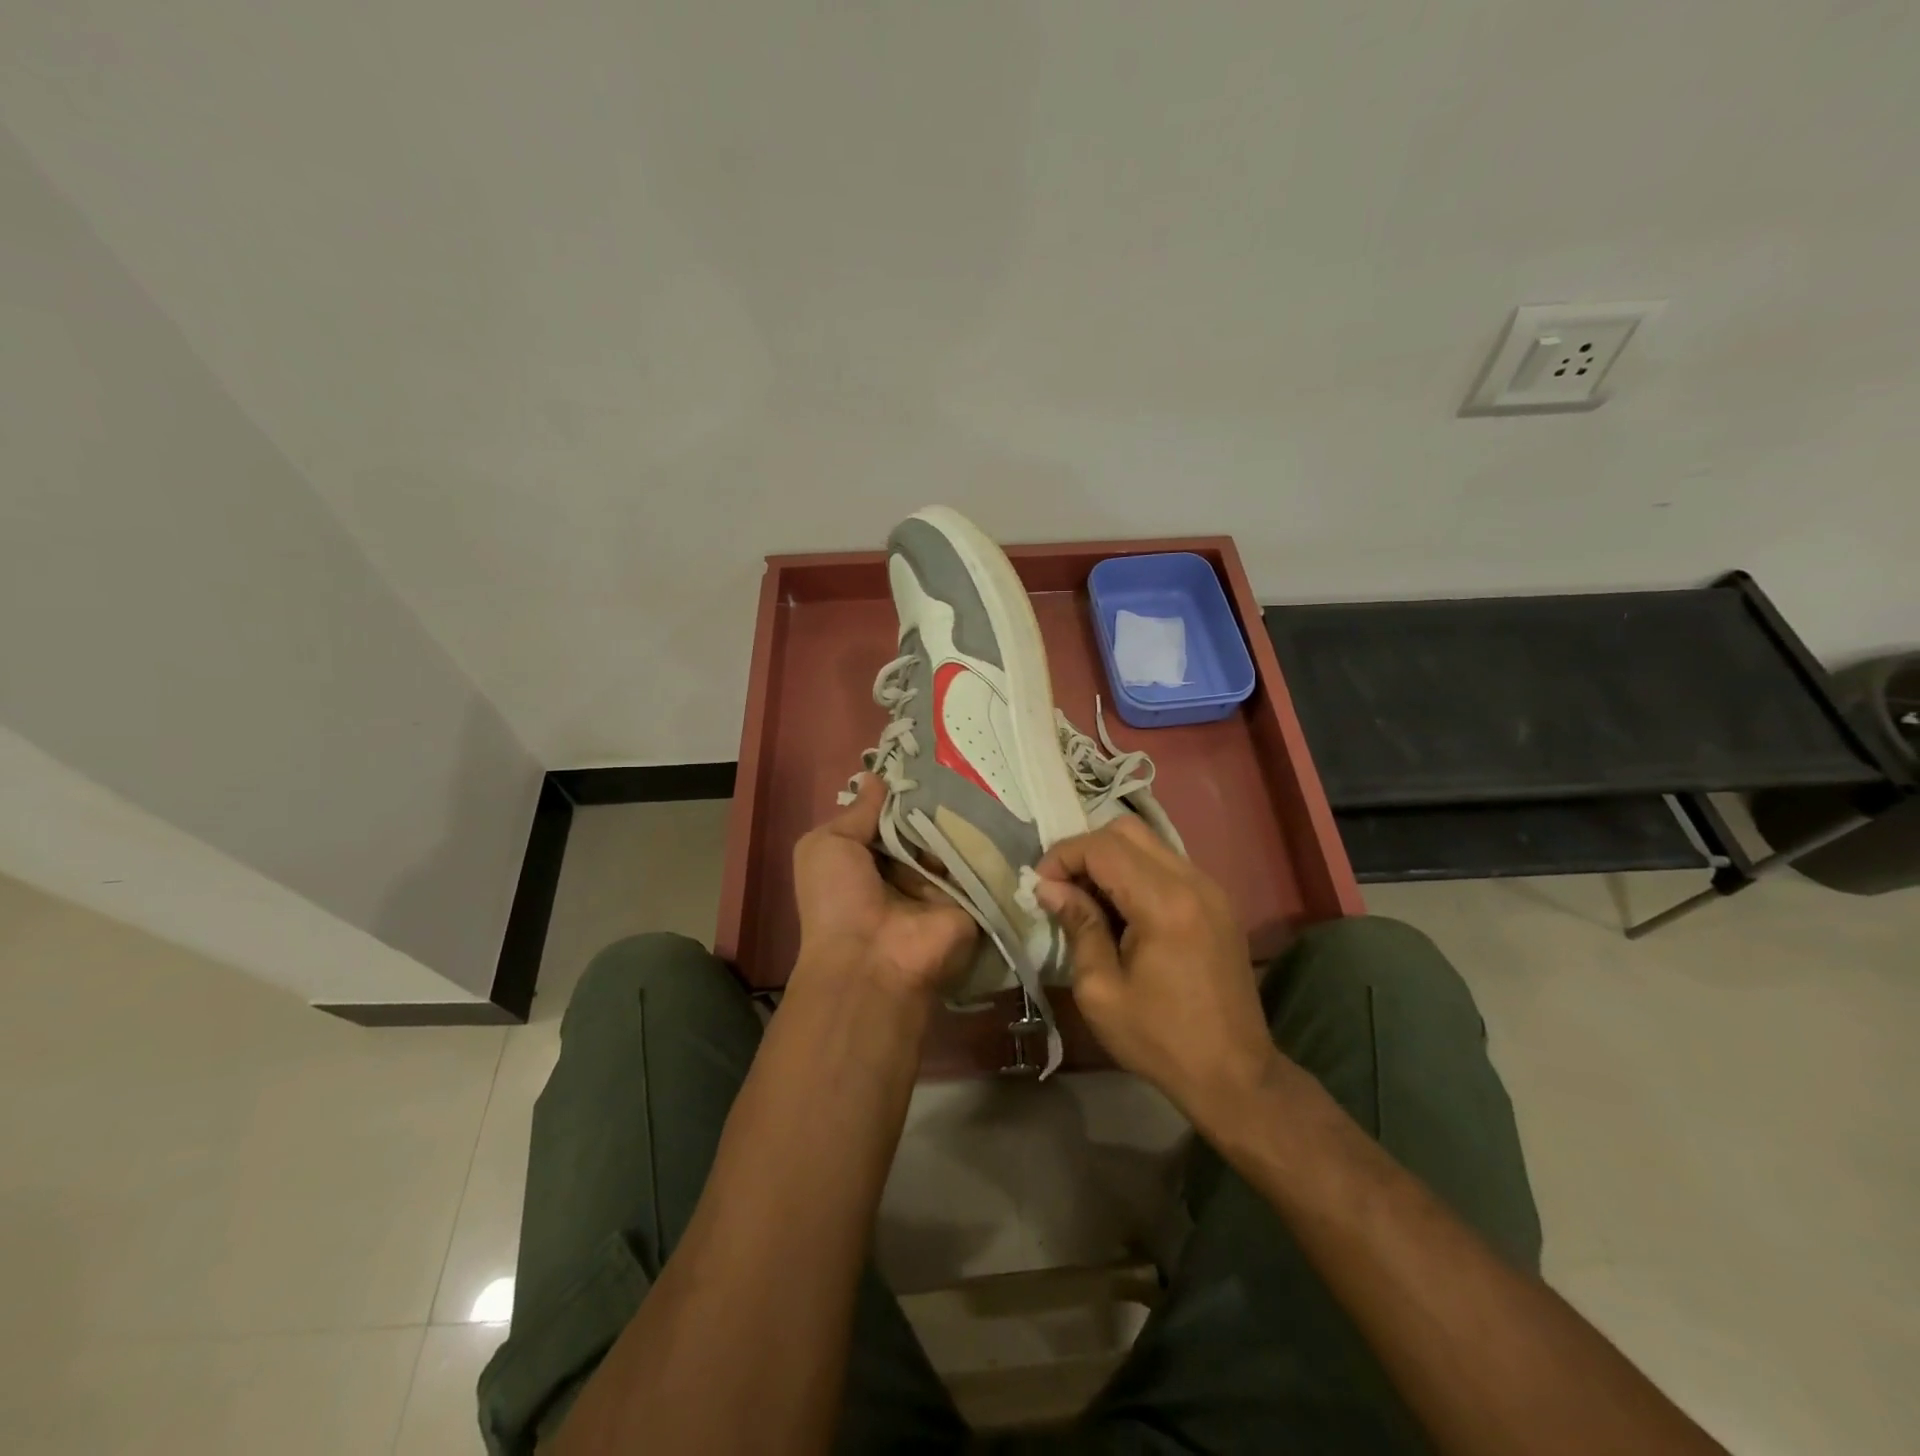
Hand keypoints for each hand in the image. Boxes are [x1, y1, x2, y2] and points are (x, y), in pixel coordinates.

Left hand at [791, 775, 978, 1000]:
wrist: (872, 961)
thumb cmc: (838, 900)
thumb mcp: (828, 845)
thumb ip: (857, 812)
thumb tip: (875, 777)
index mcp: (870, 857)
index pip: (892, 814)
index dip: (904, 789)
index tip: (926, 757)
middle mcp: (906, 868)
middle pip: (927, 822)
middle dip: (939, 796)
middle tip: (962, 761)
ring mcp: (942, 882)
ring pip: (955, 836)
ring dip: (965, 812)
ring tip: (984, 776)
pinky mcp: (972, 895)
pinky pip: (982, 858)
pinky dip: (989, 836)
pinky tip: (1002, 804)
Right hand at [1034, 818, 1280, 1127]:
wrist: (1235, 1075)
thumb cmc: (1160, 1040)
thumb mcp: (1101, 990)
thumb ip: (1078, 926)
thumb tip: (1050, 888)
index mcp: (1164, 903)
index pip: (1103, 847)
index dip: (1063, 857)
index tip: (1040, 886)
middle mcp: (1193, 881)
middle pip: (1127, 830)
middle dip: (1086, 850)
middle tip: (1062, 888)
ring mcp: (1211, 888)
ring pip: (1149, 843)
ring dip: (1111, 860)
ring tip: (1088, 900)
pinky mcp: (1218, 903)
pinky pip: (1167, 864)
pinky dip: (1136, 873)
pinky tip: (1122, 911)